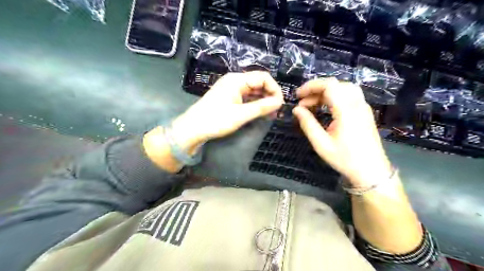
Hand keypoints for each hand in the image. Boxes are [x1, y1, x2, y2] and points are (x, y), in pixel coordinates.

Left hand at [171, 71, 284, 152]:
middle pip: (259, 83)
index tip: (280, 104)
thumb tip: (280, 102)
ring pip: (253, 91)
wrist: (193, 128)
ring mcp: (231, 89)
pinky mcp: (229, 97)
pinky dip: (255, 104)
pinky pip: (246, 97)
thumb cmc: (216, 120)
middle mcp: (235, 81)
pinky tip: (261, 113)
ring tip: (271, 114)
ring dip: (263, 101)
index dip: (275, 89)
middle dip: (270, 95)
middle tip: (277, 111)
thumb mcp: (241, 114)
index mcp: (237, 80)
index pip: (263, 77)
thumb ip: (262, 107)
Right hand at [291, 77, 392, 186]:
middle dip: (316, 89)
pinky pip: (349, 95)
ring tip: (312, 104)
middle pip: (336, 84)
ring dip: (325, 92)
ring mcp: (363, 107)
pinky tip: (325, 108)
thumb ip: (308, 124)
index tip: (297, 96)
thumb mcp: (321, 144)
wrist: (371, 171)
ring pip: (343, 88)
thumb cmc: (345, 159)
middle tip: (302, 102)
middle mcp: (357, 104)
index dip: (311, 86)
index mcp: (346, 111)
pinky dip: (334, 97)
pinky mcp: (364, 112)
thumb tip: (296, 109)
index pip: (329, 86)